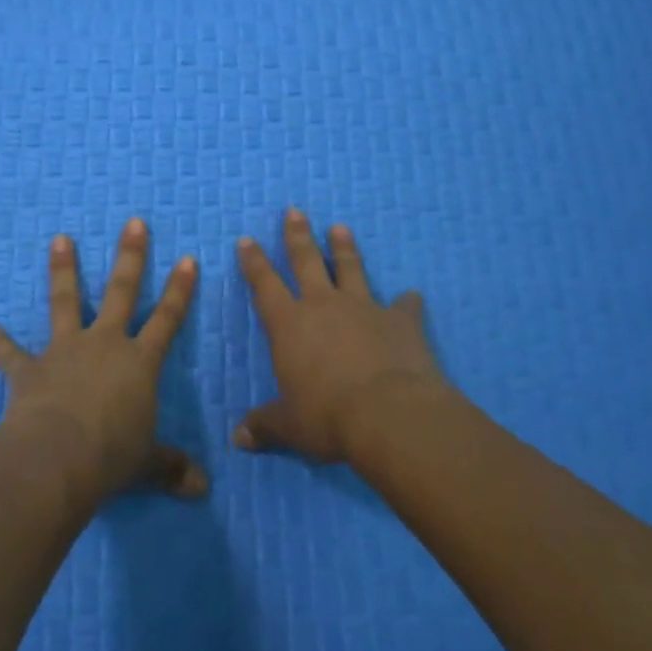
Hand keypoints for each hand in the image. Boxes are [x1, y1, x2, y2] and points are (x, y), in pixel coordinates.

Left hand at [0, 220, 207, 503]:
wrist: (57, 460)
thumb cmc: (111, 457)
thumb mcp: (148, 464)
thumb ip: (173, 469)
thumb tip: (203, 490)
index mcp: (139, 362)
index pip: (167, 319)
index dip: (180, 290)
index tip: (189, 258)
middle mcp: (104, 345)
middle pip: (122, 292)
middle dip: (131, 256)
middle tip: (133, 222)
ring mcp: (65, 352)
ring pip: (66, 302)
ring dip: (63, 271)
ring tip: (59, 239)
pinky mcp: (30, 370)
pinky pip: (11, 353)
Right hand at [234, 208, 446, 463]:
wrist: (389, 414)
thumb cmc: (328, 417)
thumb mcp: (290, 426)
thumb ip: (265, 426)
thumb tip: (238, 439)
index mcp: (289, 324)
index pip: (264, 284)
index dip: (254, 262)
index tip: (247, 240)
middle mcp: (323, 306)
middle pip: (307, 261)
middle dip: (298, 236)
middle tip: (295, 211)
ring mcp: (364, 308)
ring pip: (351, 269)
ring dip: (345, 248)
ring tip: (340, 227)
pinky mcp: (400, 321)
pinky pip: (404, 306)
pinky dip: (407, 302)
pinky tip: (413, 295)